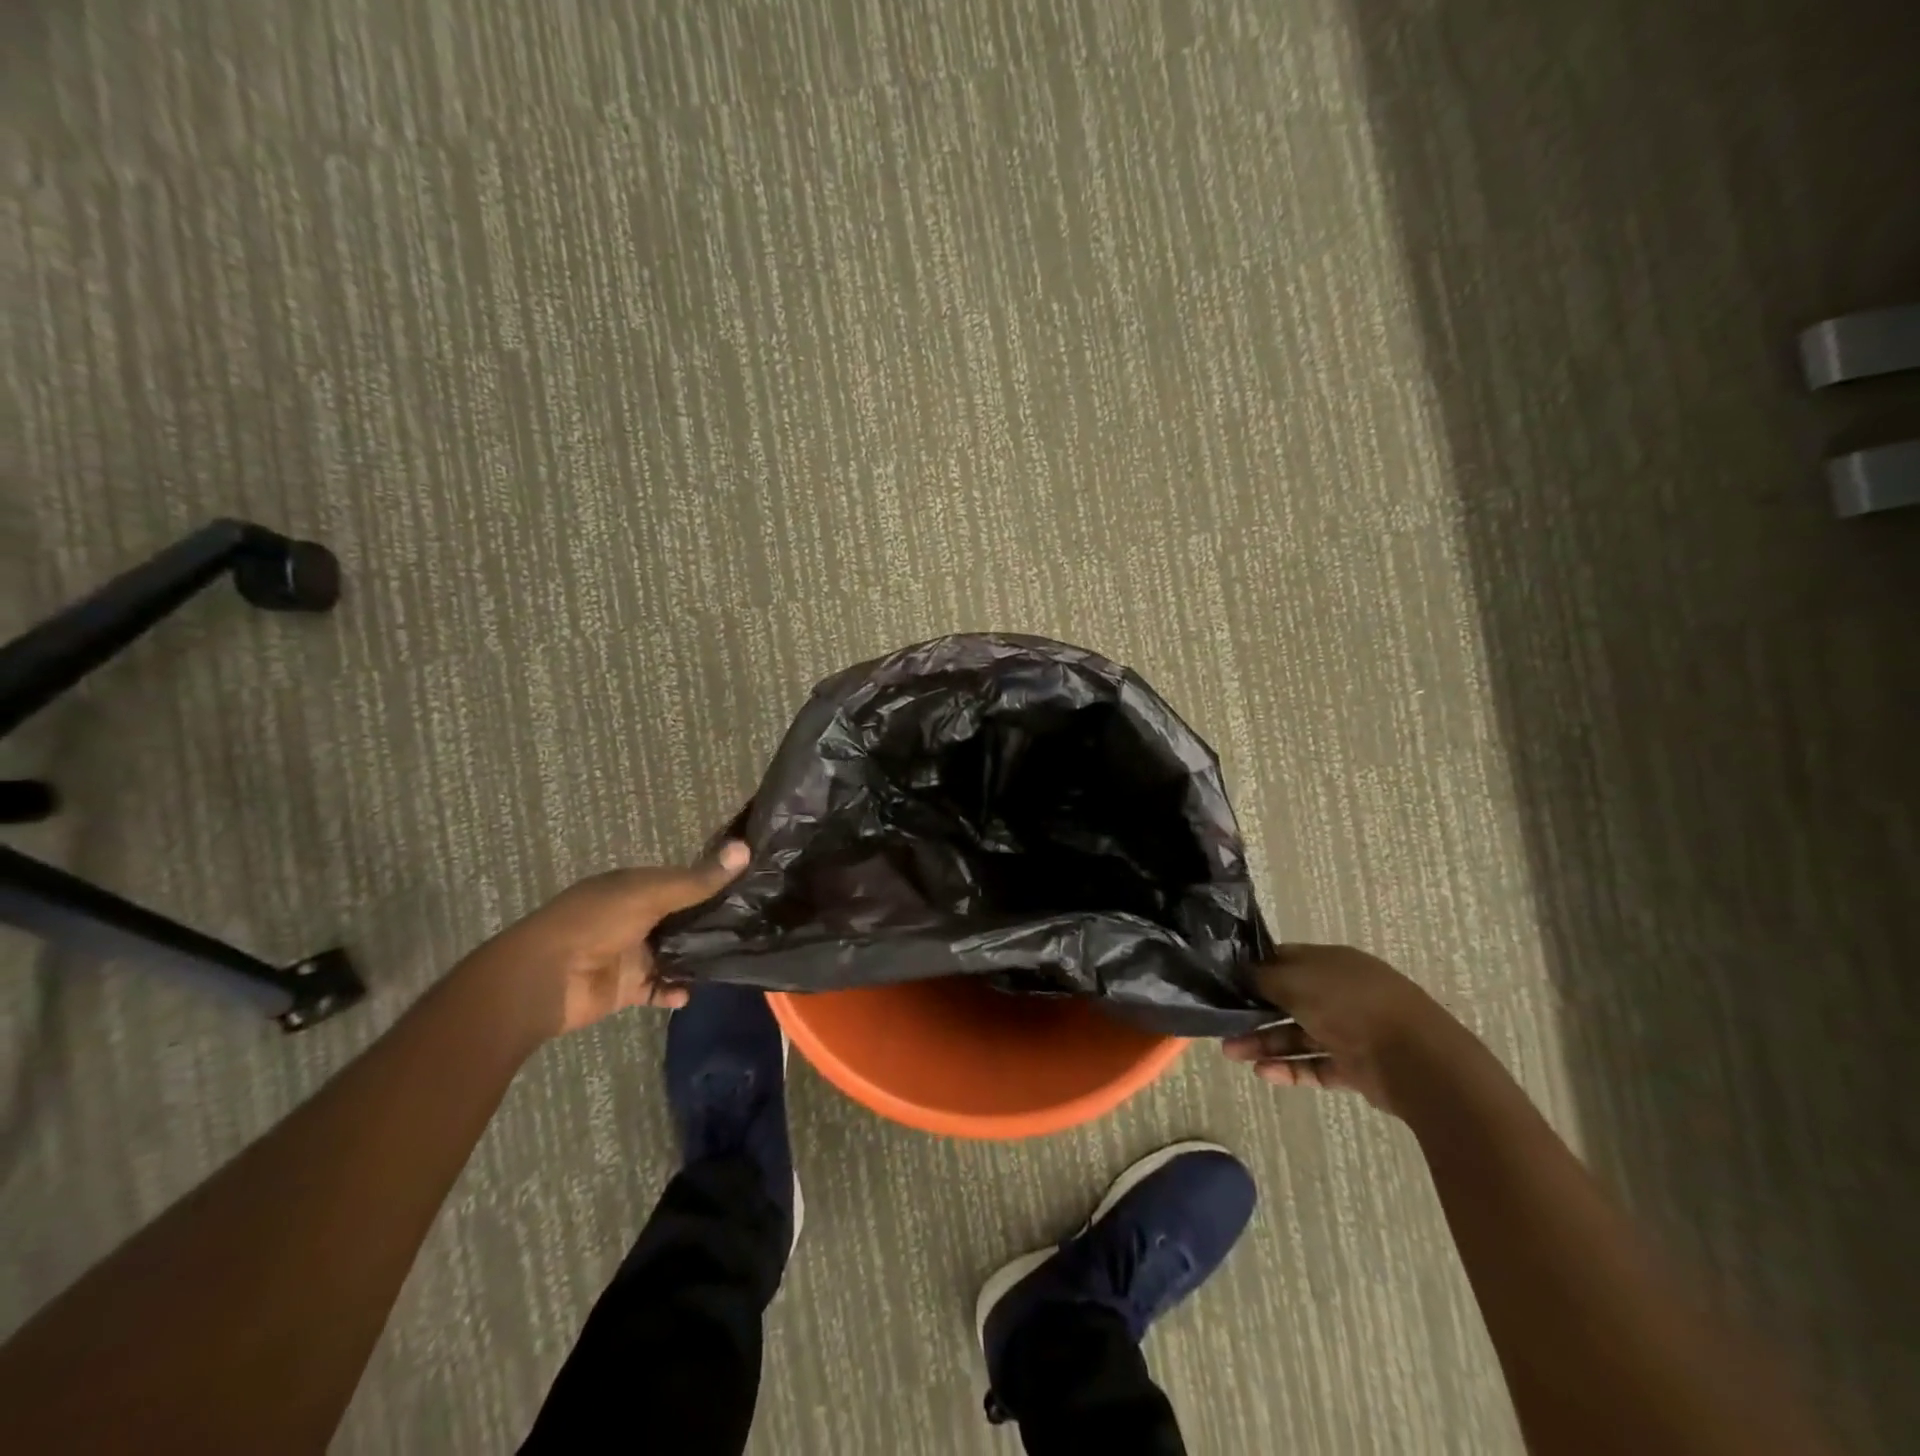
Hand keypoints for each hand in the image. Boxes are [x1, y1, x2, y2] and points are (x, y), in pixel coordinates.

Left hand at [463, 842, 749, 1041]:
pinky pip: (658, 988)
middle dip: (712, 923)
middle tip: (756, 925)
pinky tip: (692, 992)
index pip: (684, 880)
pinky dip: (675, 990)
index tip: (753, 885)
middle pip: (683, 918)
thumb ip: (699, 879)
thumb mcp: (651, 894)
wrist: (544, 979)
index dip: (714, 881)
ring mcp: (631, 953)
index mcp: (636, 887)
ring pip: (675, 954)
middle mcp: (636, 917)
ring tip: (736, 958)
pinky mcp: (627, 987)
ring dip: (698, 958)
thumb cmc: (595, 922)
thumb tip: (746, 848)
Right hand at [1222, 944, 1462, 1113]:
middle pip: (1287, 1000)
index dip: (1254, 970)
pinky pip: (1315, 1065)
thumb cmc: (1350, 1005)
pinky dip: (1290, 1069)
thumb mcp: (1296, 981)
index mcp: (1330, 962)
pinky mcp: (1356, 1066)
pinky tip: (1263, 1074)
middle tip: (1221, 1026)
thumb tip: (1239, 972)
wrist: (1417, 1061)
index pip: (1284, 961)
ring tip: (1232, 1054)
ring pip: (1297, 1035)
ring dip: (1265, 1044)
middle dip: (1253, 1012)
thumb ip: (1263, 977)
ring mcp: (1349, 1030)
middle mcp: (1339, 992)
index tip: (1225, 982)